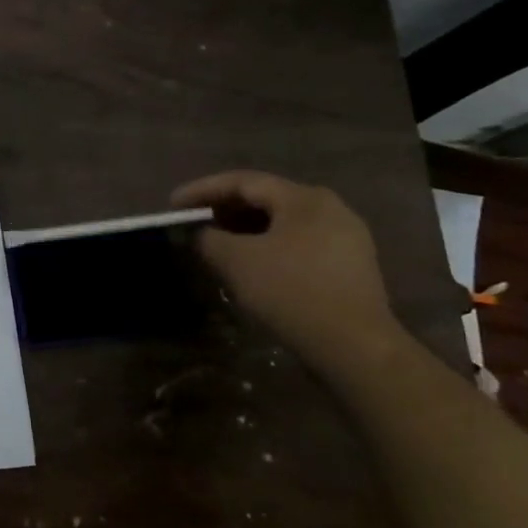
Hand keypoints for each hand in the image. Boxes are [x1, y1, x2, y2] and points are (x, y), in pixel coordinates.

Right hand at [170, 170, 400, 371]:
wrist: (354, 346)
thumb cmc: (291, 292)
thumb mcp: (236, 261)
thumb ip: (209, 239)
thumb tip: (202, 234)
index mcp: (303, 198)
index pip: (243, 182)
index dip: (202, 190)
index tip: (172, 203)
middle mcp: (329, 208)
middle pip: (266, 198)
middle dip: (225, 209)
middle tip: (193, 222)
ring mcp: (345, 237)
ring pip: (282, 222)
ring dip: (245, 229)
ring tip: (217, 243)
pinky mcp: (349, 265)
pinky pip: (298, 243)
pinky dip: (267, 246)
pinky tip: (250, 264)